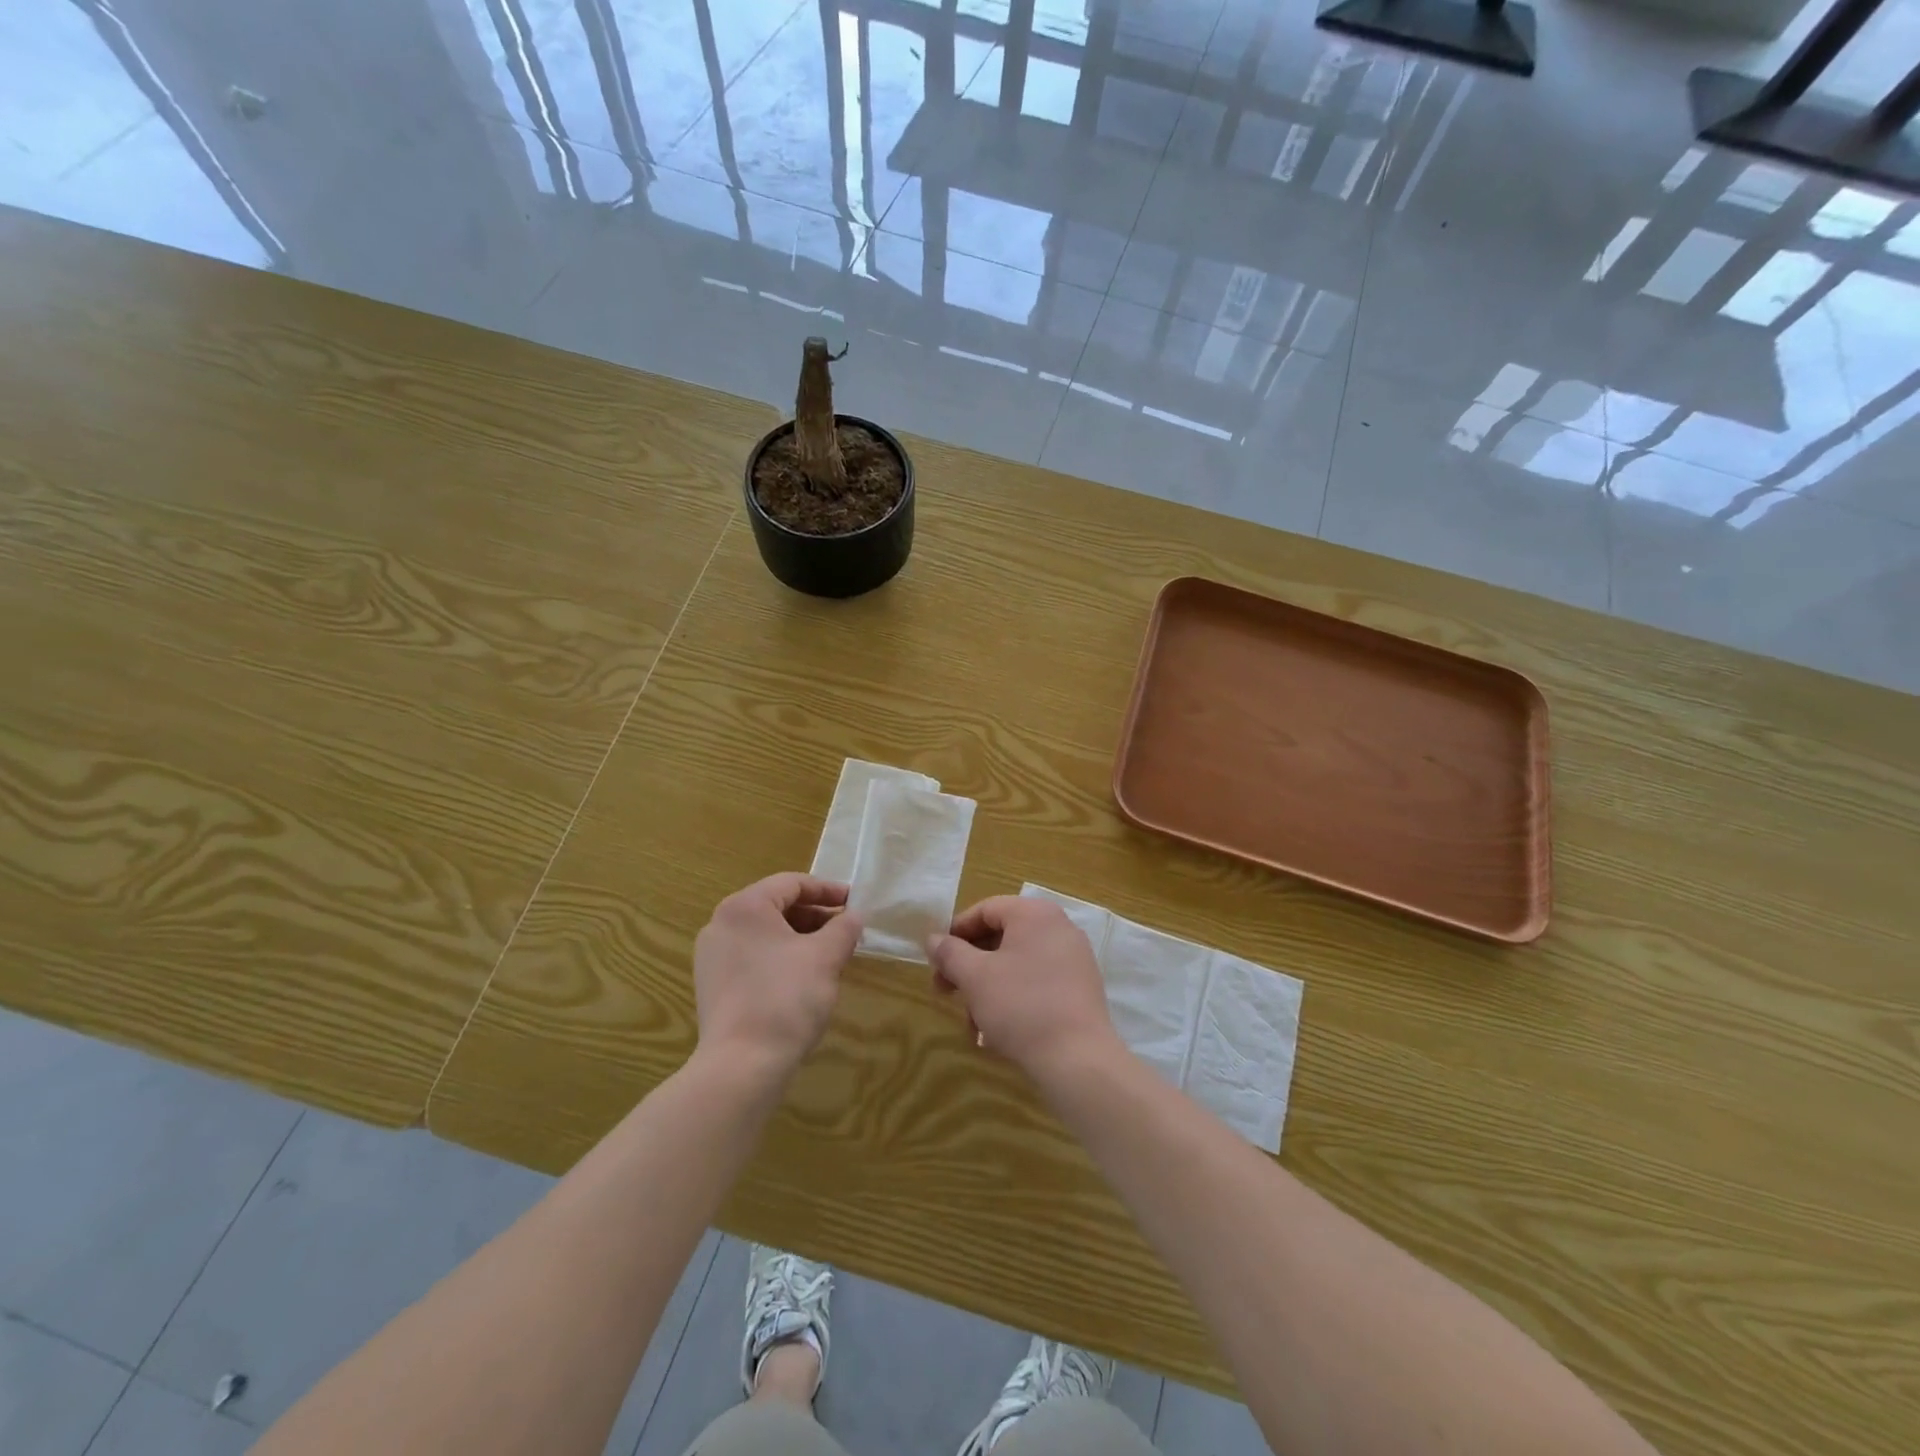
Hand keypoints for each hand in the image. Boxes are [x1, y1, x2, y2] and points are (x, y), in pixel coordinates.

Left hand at [693, 873, 862, 1079]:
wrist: (741, 1066)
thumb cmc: (786, 998)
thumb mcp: (826, 957)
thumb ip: (844, 928)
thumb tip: (854, 916)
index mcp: (745, 906)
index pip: (792, 883)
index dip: (827, 890)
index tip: (854, 903)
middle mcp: (721, 923)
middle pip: (776, 906)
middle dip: (814, 916)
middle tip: (845, 930)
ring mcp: (712, 956)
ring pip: (764, 933)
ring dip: (799, 937)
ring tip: (829, 955)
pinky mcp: (712, 985)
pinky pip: (752, 956)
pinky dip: (779, 957)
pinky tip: (803, 978)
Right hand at [927, 896, 1121, 1083]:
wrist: (1077, 1059)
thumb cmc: (1021, 1006)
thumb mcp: (975, 977)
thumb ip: (950, 953)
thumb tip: (934, 939)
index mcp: (1035, 914)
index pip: (985, 909)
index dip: (956, 932)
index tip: (936, 959)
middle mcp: (1058, 927)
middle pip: (1001, 938)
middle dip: (969, 967)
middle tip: (946, 992)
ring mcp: (1073, 958)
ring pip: (1016, 965)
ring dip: (987, 990)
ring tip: (972, 1025)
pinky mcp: (1079, 989)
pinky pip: (1037, 983)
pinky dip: (1012, 999)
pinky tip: (996, 1032)